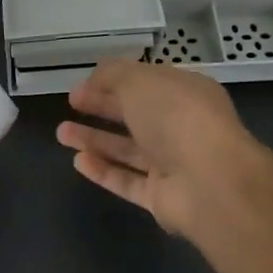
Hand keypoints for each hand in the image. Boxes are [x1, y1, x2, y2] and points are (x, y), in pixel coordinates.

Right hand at [56, 61, 272, 237]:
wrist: (211, 183)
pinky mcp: (162, 197)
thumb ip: (113, 75)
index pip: (146, 83)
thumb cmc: (176, 118)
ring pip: (127, 150)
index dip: (114, 80)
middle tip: (71, 103)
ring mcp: (173, 164)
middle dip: (101, 107)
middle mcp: (181, 127)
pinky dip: (102, 171)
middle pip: (135, 116)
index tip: (83, 83)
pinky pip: (127, 181)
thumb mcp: (139, 81)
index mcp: (185, 94)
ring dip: (94, 140)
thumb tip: (96, 77)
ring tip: (61, 133)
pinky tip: (78, 161)